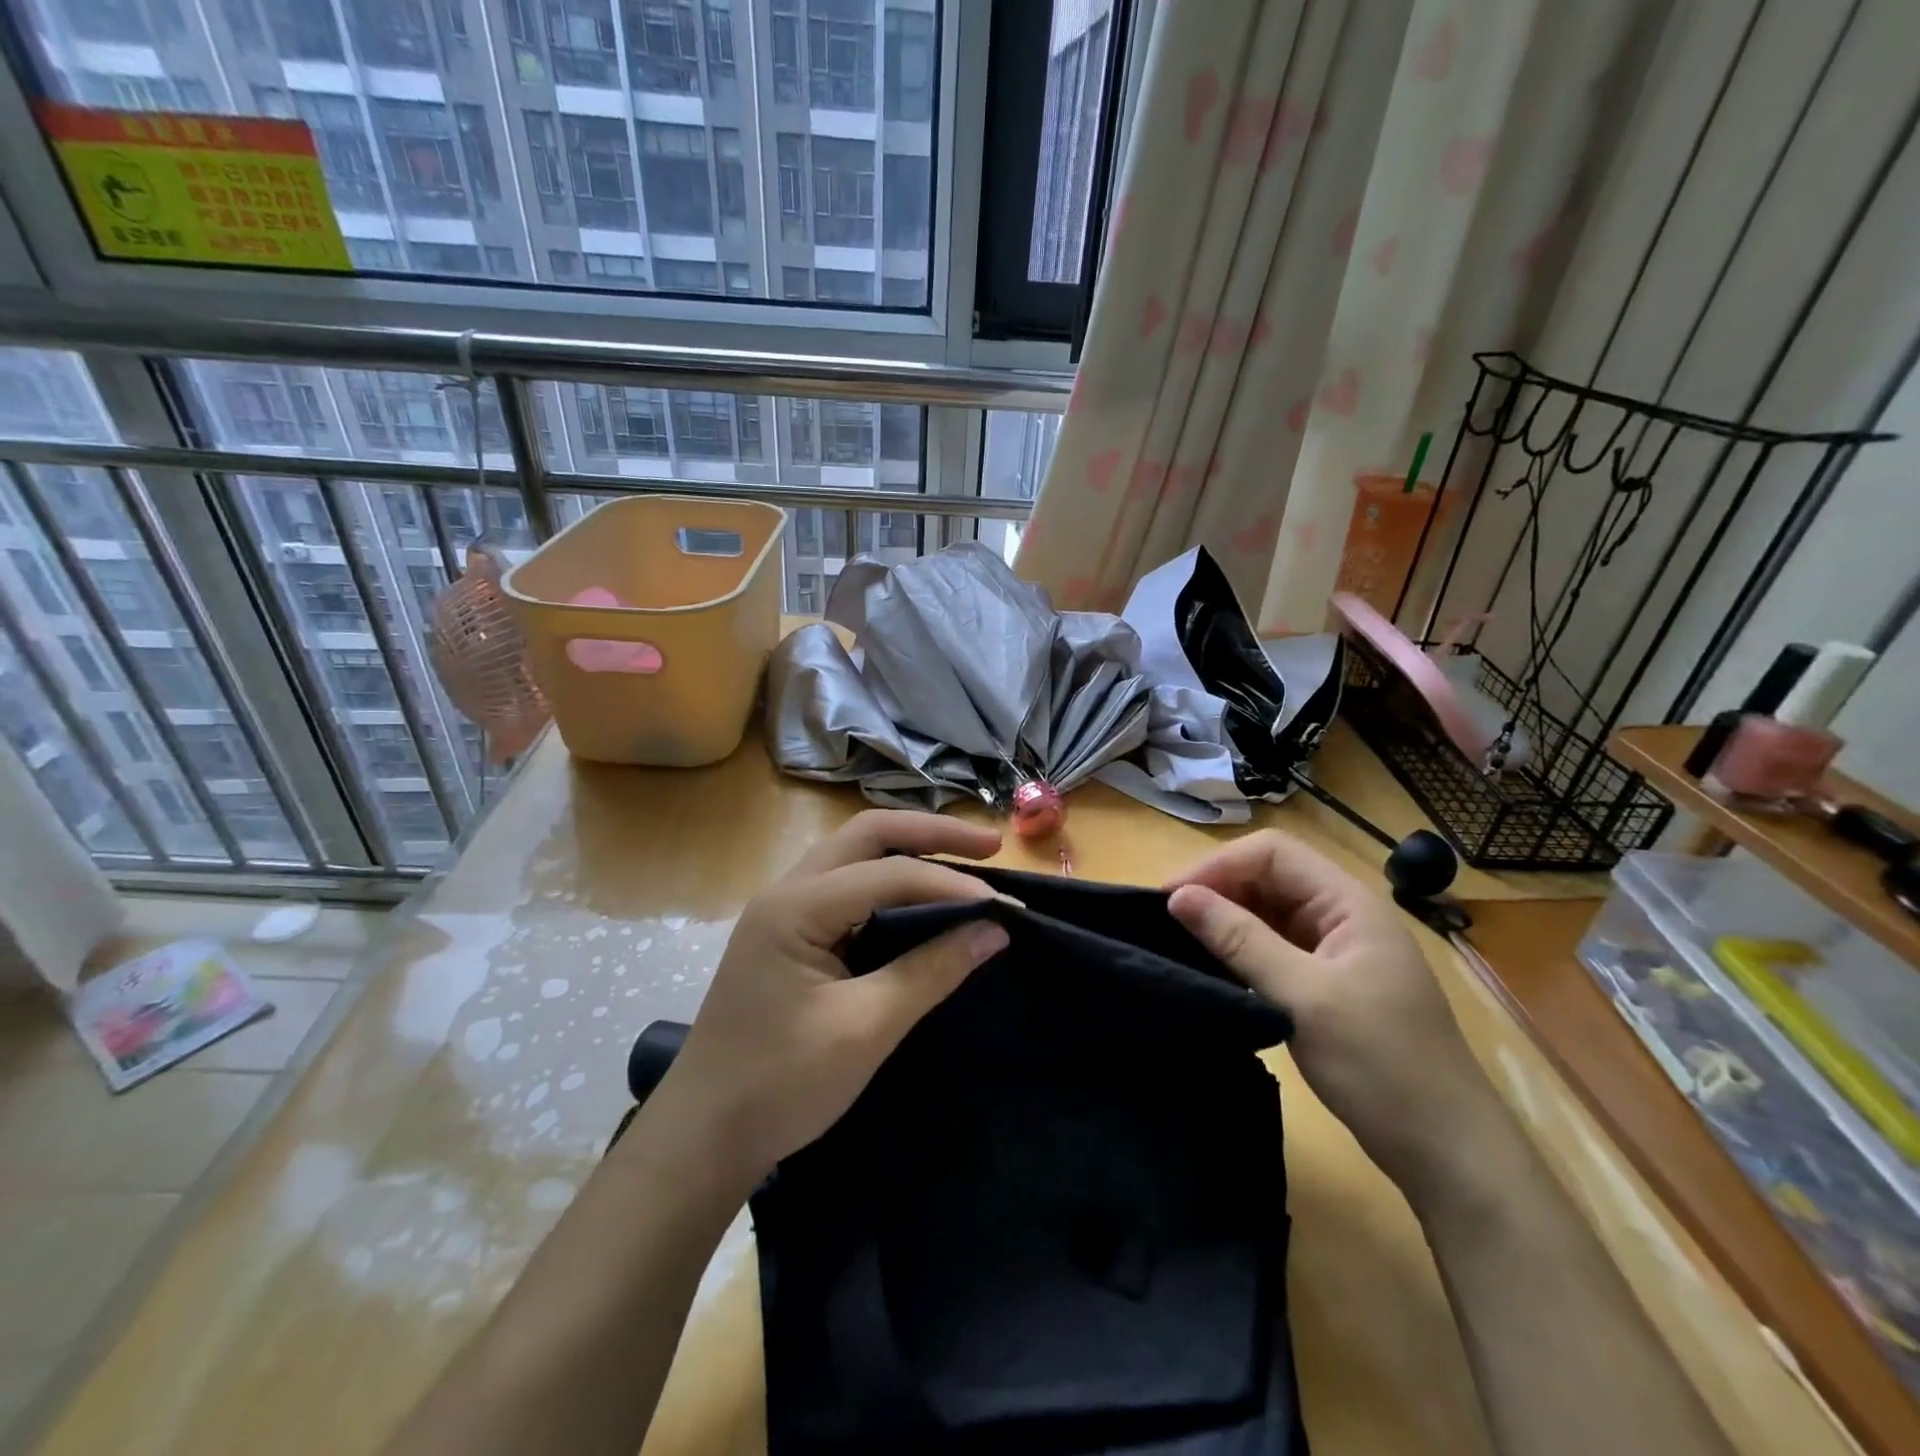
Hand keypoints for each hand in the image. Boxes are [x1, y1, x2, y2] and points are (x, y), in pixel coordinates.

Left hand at [646, 810, 1009, 1186]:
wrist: (703, 1136)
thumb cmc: (779, 1085)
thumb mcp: (864, 1029)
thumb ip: (930, 972)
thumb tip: (994, 931)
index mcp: (795, 907)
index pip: (887, 873)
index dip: (949, 886)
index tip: (1005, 907)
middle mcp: (787, 891)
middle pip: (867, 834)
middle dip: (931, 833)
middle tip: (989, 846)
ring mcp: (785, 910)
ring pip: (855, 854)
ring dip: (910, 850)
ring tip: (965, 860)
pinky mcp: (790, 934)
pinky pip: (848, 886)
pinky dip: (891, 881)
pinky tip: (921, 897)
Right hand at [1167, 830, 1504, 1208]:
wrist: (1447, 1152)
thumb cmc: (1381, 1066)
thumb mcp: (1304, 998)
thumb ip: (1240, 940)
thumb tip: (1177, 897)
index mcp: (1349, 904)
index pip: (1272, 854)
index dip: (1218, 866)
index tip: (1171, 897)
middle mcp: (1342, 916)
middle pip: (1269, 877)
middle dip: (1217, 889)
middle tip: (1166, 919)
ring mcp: (1336, 950)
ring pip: (1268, 912)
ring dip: (1226, 919)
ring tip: (1179, 939)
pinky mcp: (1327, 983)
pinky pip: (1274, 946)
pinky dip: (1241, 949)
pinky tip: (1214, 965)